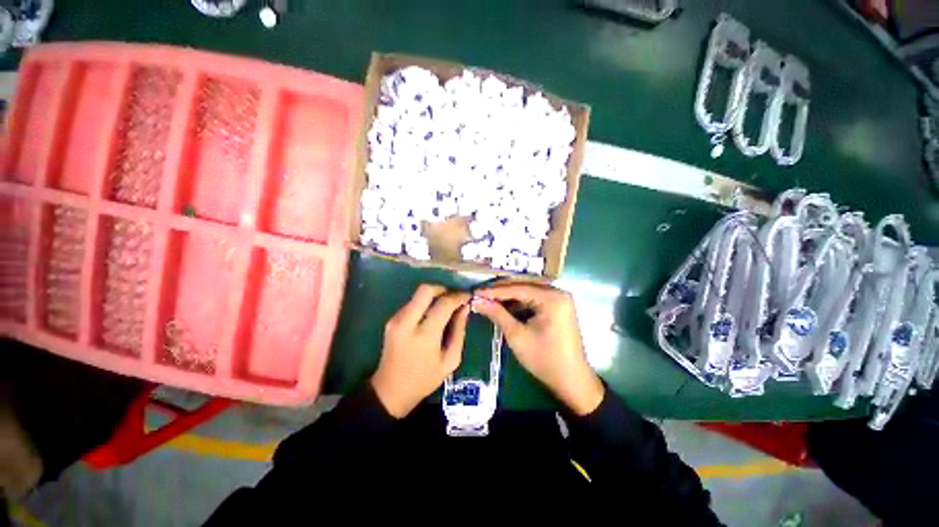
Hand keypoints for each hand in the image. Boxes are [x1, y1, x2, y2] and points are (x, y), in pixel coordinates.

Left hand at [371, 284, 470, 417]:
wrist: (390, 391)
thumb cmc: (424, 380)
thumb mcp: (450, 360)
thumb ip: (459, 331)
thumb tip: (464, 308)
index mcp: (424, 335)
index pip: (443, 304)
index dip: (458, 297)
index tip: (467, 296)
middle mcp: (407, 322)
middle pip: (425, 290)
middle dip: (443, 288)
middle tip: (454, 297)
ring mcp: (396, 320)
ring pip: (417, 295)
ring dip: (434, 296)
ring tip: (445, 306)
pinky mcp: (391, 320)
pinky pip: (412, 303)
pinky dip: (424, 304)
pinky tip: (432, 315)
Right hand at [472, 282, 603, 414]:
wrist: (571, 381)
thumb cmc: (544, 359)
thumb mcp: (517, 336)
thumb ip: (497, 314)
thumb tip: (476, 300)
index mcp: (551, 298)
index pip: (517, 288)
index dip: (494, 291)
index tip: (475, 292)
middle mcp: (557, 292)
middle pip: (523, 286)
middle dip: (501, 290)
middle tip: (480, 294)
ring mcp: (559, 299)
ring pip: (528, 291)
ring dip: (509, 295)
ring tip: (489, 299)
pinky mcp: (558, 307)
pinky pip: (535, 299)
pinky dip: (519, 302)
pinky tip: (505, 306)